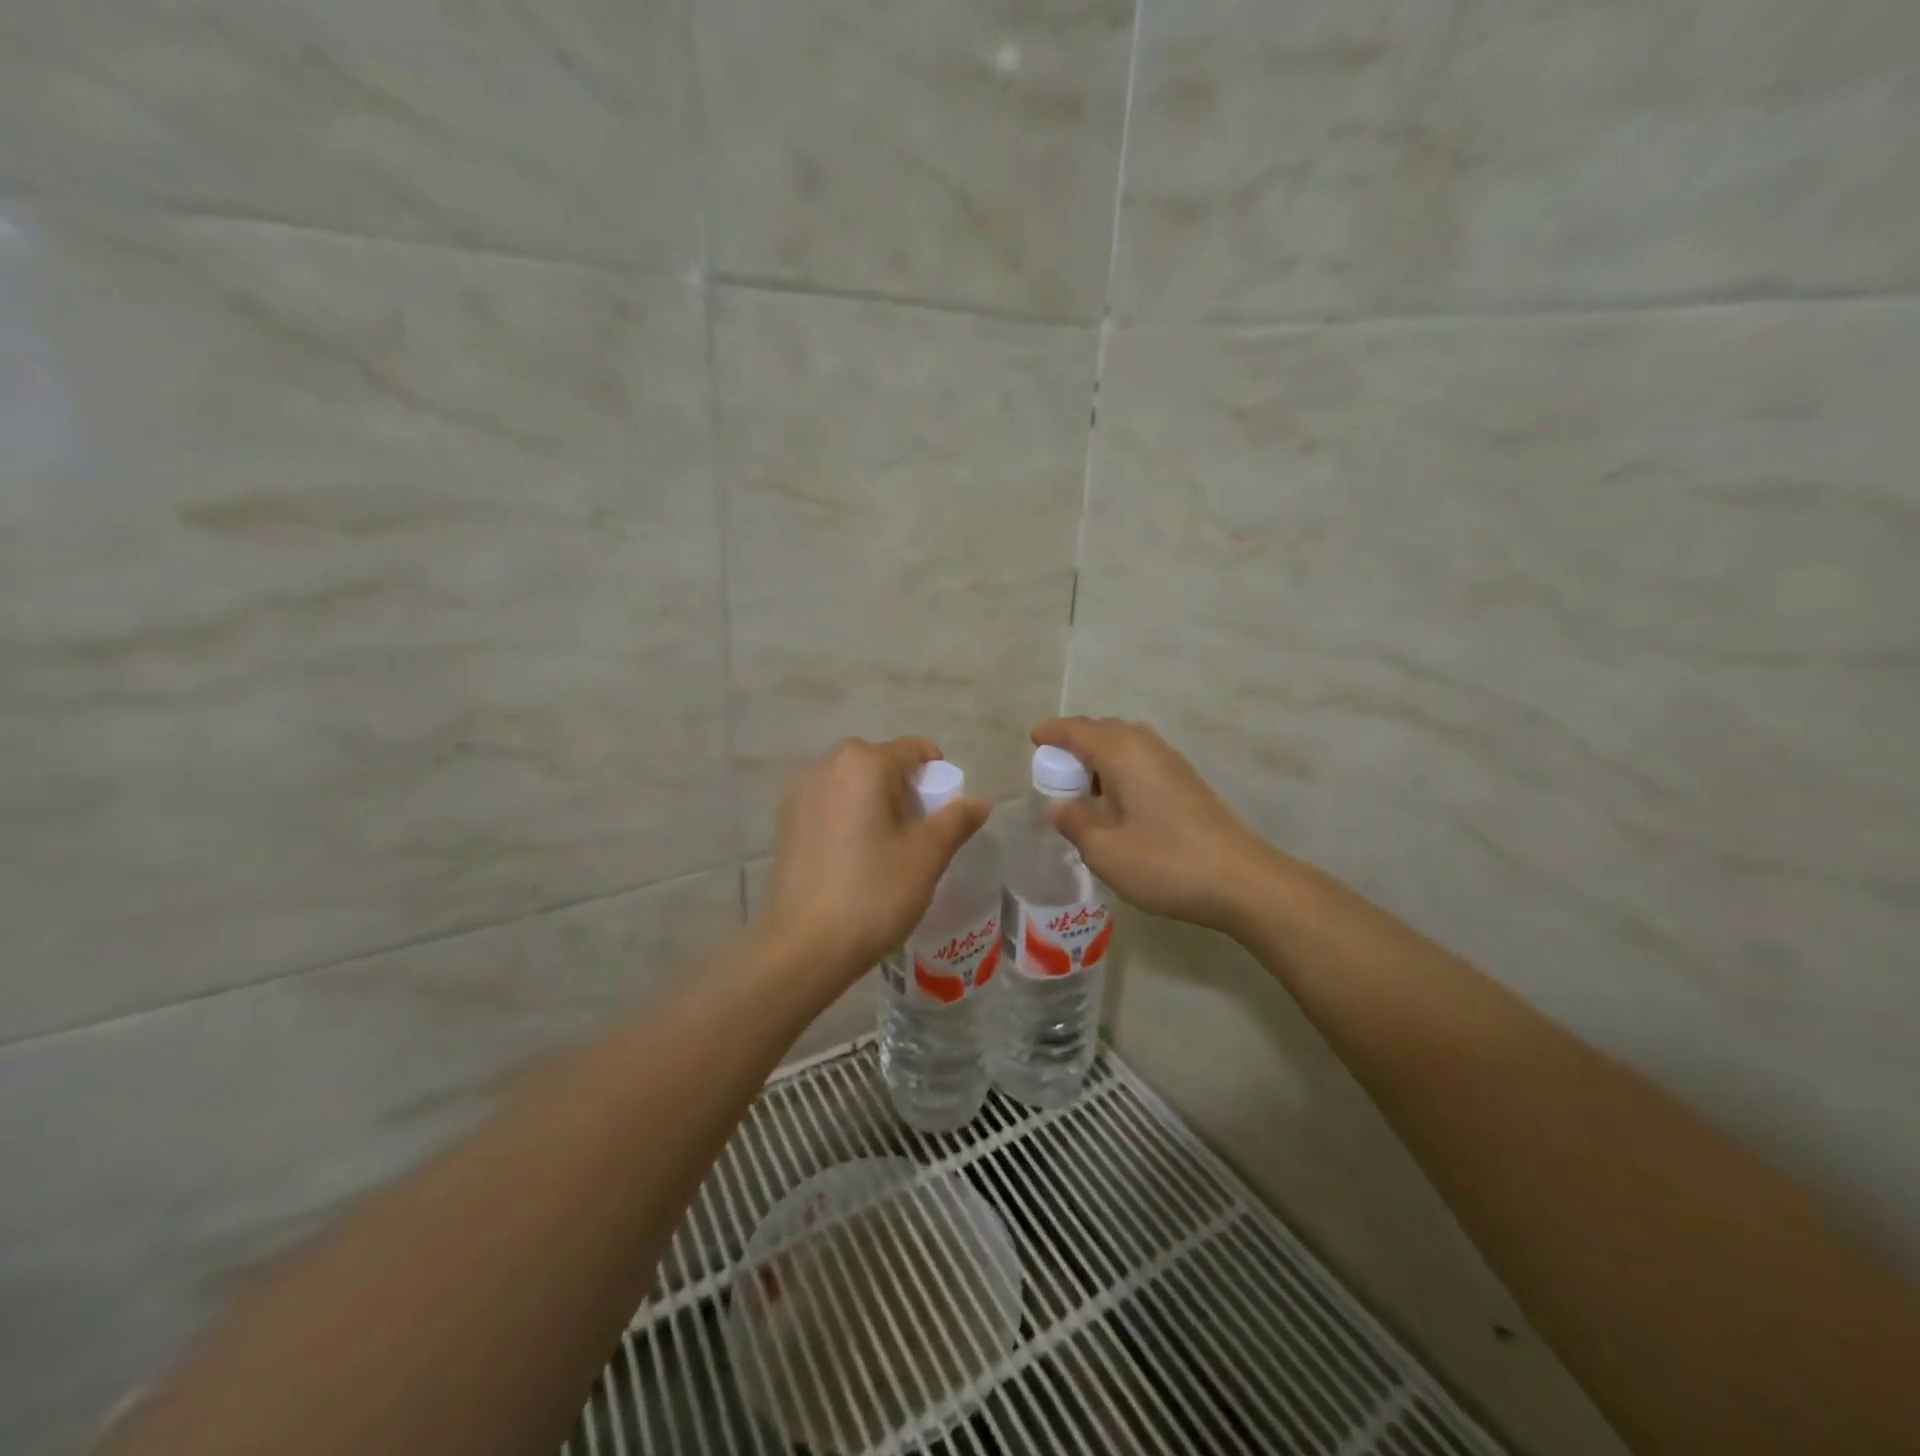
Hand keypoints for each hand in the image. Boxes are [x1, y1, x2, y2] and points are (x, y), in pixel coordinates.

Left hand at [761, 737, 990, 978]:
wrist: (805, 946)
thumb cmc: (875, 894)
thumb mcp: (928, 856)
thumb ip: (957, 820)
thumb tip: (980, 802)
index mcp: (864, 764)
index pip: (914, 750)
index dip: (937, 775)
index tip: (944, 813)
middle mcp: (827, 766)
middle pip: (879, 761)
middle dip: (903, 787)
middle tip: (915, 831)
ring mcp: (800, 793)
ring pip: (850, 782)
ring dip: (873, 799)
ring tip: (884, 846)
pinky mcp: (785, 822)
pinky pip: (828, 803)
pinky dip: (847, 815)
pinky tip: (852, 857)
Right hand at [1030, 717, 1274, 933]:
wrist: (1242, 881)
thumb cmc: (1165, 862)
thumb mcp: (1105, 850)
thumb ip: (1074, 823)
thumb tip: (1057, 806)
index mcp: (1123, 753)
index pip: (1078, 730)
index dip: (1053, 732)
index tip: (1034, 740)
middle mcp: (1147, 747)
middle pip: (1104, 731)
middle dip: (1076, 742)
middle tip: (1054, 767)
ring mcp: (1172, 763)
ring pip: (1126, 745)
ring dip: (1100, 757)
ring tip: (1081, 787)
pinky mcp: (1187, 782)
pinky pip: (1142, 761)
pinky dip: (1120, 769)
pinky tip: (1116, 802)